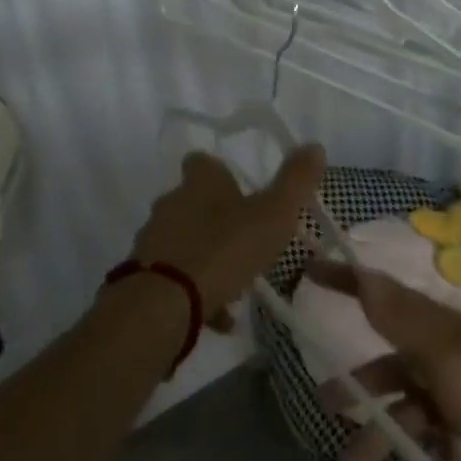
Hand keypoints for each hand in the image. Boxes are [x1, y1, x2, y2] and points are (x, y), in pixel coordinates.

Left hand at [131, 146, 325, 319]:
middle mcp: (171, 202)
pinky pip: (176, 277)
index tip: (239, 189)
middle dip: (215, 217)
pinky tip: (220, 315)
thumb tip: (314, 146)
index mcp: (199, 182)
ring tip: (235, 281)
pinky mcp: (145, 273)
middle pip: (192, 201)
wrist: (166, 302)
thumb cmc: (224, 249)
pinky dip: (196, 290)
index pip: (203, 162)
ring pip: (184, 240)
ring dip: (206, 255)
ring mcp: (154, 238)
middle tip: (244, 239)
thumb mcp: (273, 214)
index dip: (220, 172)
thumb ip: (295, 181)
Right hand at [307, 262, 460, 460]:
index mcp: (439, 330)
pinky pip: (436, 450)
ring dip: (383, 444)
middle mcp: (446, 357)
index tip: (309, 270)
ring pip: (407, 415)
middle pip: (390, 366)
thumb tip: (361, 270)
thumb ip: (401, 320)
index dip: (345, 281)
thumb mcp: (447, 359)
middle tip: (327, 408)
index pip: (382, 296)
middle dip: (359, 389)